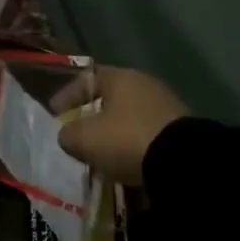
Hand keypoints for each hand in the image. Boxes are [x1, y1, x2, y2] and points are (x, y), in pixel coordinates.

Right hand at [54, 65, 187, 185]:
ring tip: (101, 153)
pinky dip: (132, 144)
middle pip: (110, 97)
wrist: (184, 163)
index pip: (87, 78)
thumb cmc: (126, 139)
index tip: (55, 113)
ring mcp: (167, 106)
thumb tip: (68, 136)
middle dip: (91, 115)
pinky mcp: (181, 131)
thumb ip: (68, 134)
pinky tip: (125, 160)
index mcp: (121, 77)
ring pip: (129, 117)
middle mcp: (145, 84)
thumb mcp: (84, 138)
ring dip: (113, 133)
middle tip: (78, 133)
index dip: (67, 94)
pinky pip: (146, 134)